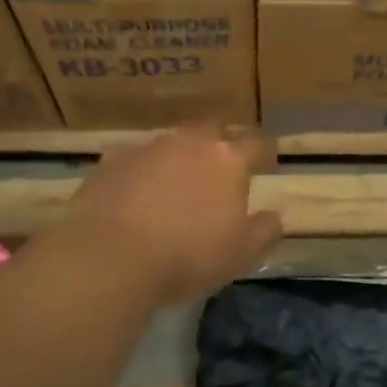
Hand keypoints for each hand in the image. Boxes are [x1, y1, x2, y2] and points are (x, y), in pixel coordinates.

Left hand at [65, 127, 281, 305]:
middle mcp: (189, 142)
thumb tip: (275, 216)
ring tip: (178, 179)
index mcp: (228, 159)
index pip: (257, 145)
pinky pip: (136, 158)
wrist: (112, 256)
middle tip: (223, 165)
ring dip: (180, 155)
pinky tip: (137, 190)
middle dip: (221, 143)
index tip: (268, 161)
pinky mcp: (111, 160)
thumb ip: (264, 231)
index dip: (266, 153)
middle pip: (213, 131)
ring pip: (172, 142)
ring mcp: (148, 147)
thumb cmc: (188, 256)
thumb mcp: (241, 254)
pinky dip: (143, 170)